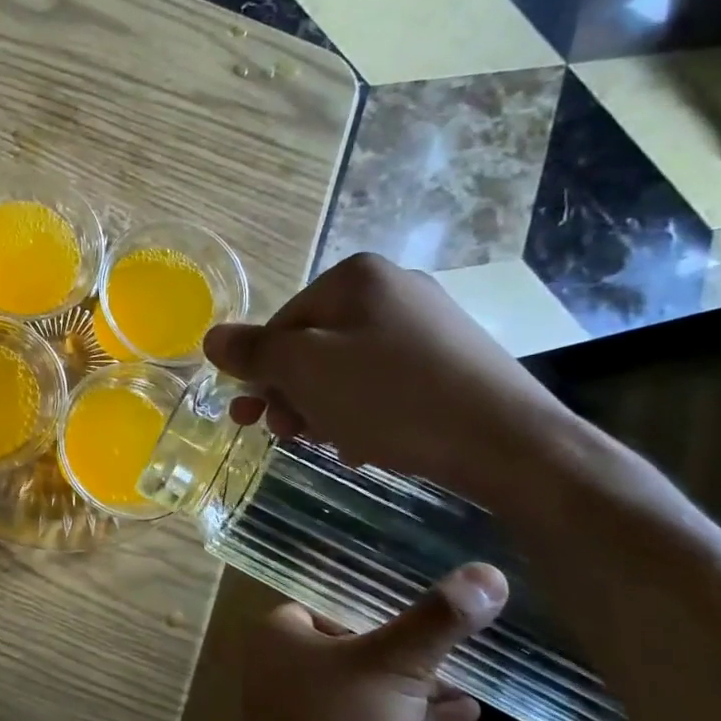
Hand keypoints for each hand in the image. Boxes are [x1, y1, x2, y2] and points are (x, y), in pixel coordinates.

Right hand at [203, 253, 577, 508]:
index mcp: (356, 277)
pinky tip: (366, 443)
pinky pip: (384, 382)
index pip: (281, 323)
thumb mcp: (305, 371)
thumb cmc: (392, 398)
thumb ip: (253, 351)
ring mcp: (428, 324)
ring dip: (323, 407)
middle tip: (285, 435)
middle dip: (292, 393)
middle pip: (313, 345)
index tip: (253, 416)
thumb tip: (212, 337)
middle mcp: (393, 289)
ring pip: (346, 367)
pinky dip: (363, 411)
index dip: (262, 372)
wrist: (509, 444)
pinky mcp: (452, 361)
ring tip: (329, 443)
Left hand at [243, 565, 507, 720]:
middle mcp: (287, 668)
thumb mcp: (393, 663)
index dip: (370, 605)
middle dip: (402, 648)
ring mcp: (309, 714)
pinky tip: (468, 714)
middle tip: (453, 639)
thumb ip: (437, 621)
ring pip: (368, 689)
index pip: (327, 605)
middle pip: (352, 647)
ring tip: (471, 675)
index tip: (419, 603)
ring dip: (416, 686)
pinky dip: (416, 720)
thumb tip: (488, 574)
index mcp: (282, 633)